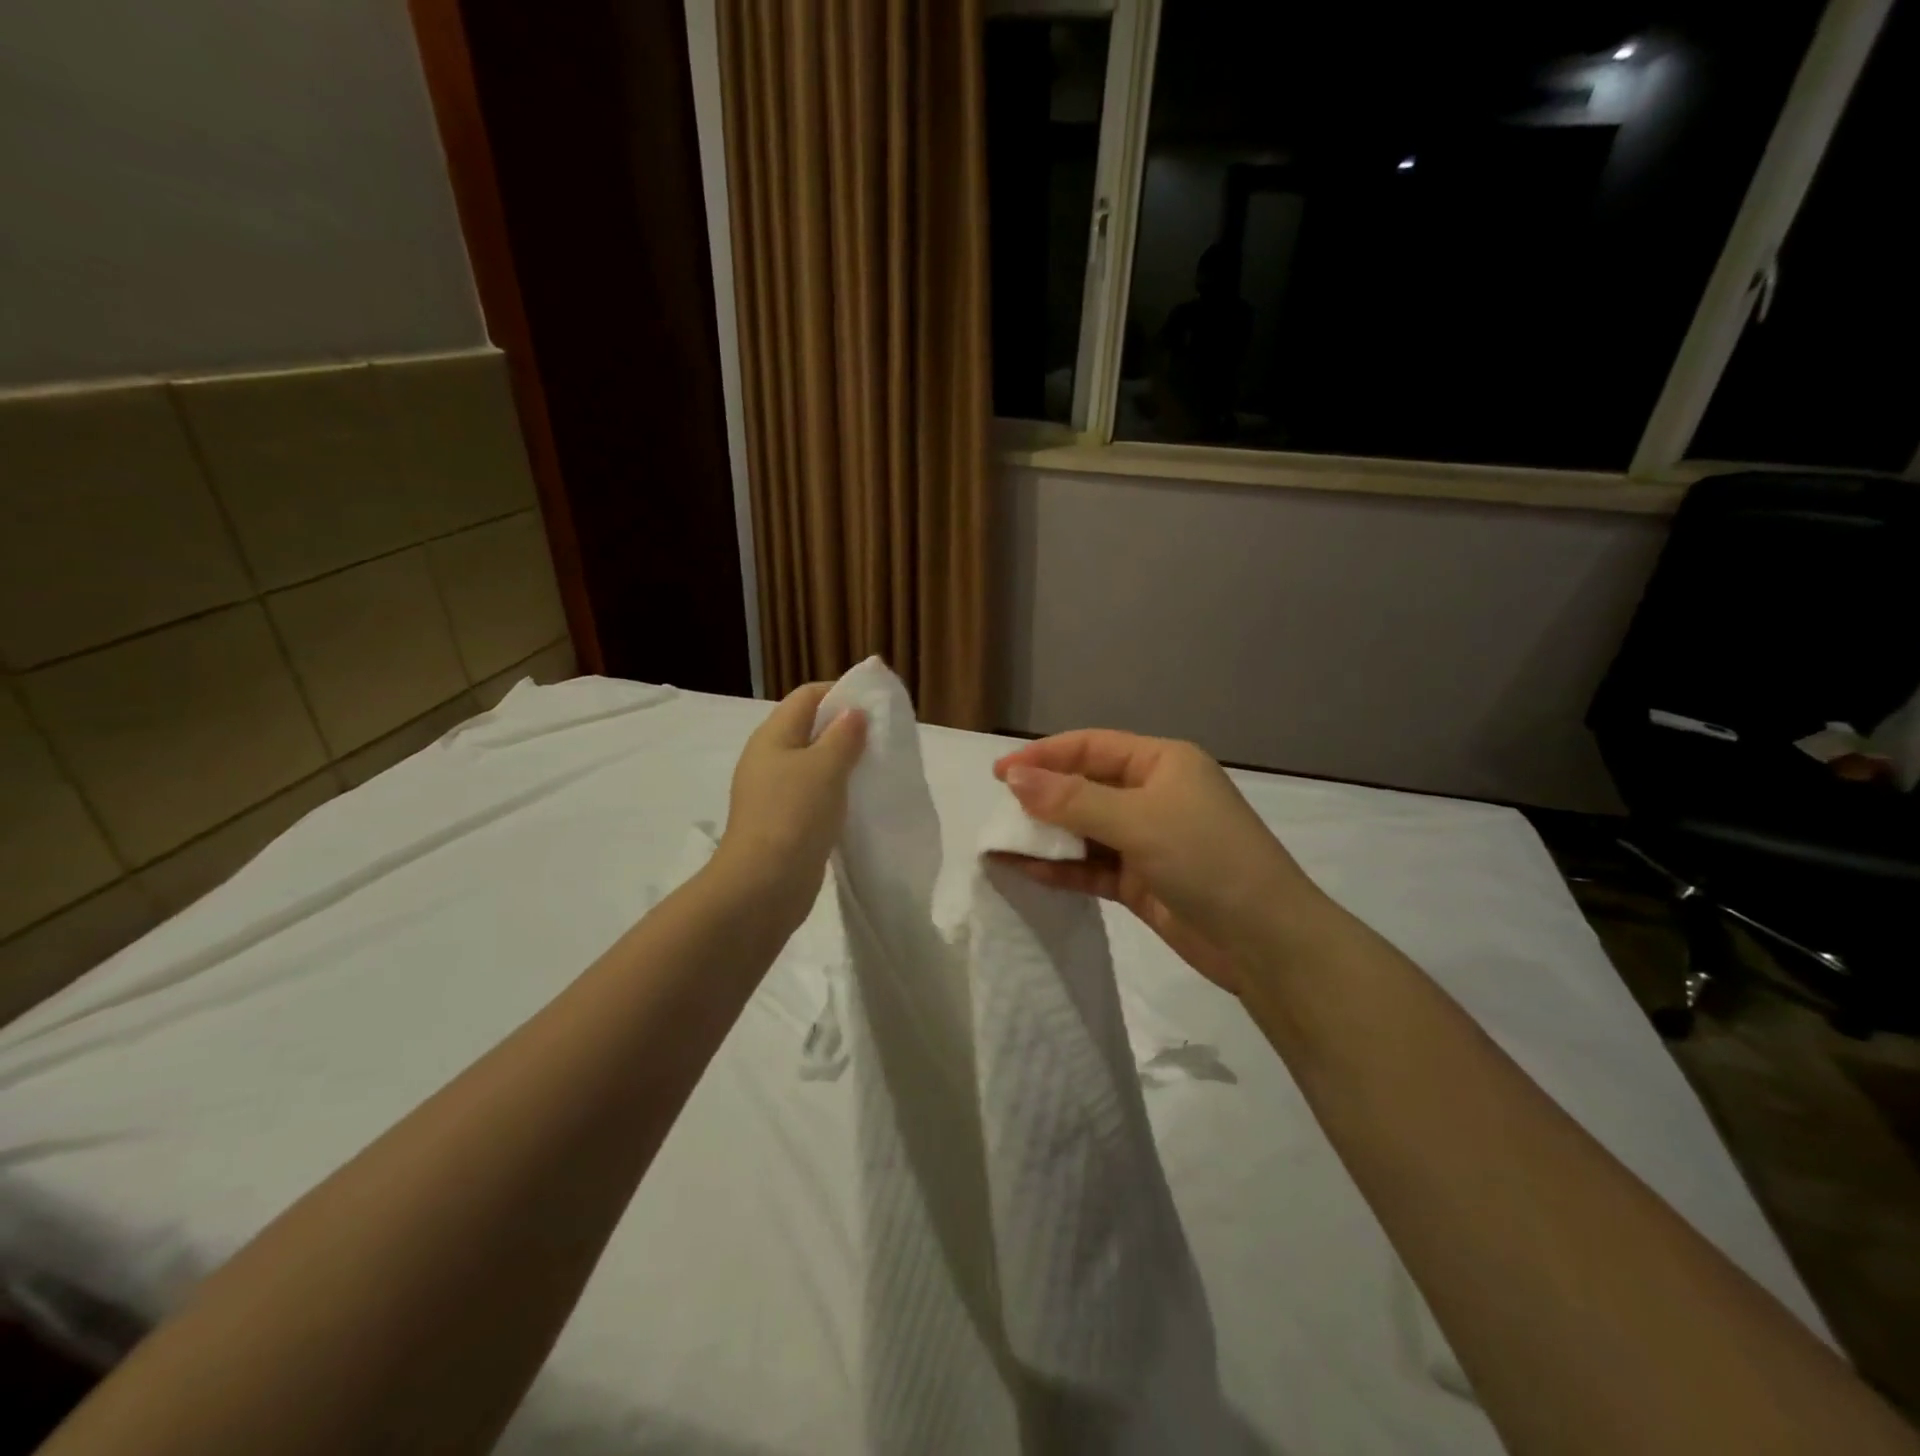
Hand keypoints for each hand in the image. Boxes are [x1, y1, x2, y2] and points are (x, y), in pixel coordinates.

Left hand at [714, 683, 866, 932]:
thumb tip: (854, 712)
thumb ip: (843, 735)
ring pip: (814, 763)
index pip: (807, 696)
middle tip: (882, 736)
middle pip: (810, 728)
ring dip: (843, 762)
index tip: (874, 703)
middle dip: (845, 728)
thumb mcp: (825, 767)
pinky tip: (858, 800)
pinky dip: (836, 791)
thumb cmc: (794, 815)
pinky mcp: (784, 821)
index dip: (839, 691)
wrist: (764, 885)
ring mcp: (774, 792)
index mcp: (772, 736)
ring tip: (876, 766)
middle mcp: (769, 758)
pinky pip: (814, 794)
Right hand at [992, 730, 1316, 996]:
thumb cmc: (1205, 858)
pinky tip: (1024, 871)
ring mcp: (1147, 840)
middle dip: (1043, 797)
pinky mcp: (1141, 881)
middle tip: (998, 811)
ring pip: (1085, 829)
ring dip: (1047, 836)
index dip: (1044, 755)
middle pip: (1085, 786)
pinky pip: (1091, 866)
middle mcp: (1154, 794)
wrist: (1265, 942)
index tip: (999, 772)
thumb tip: (1015, 778)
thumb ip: (1072, 800)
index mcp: (1162, 762)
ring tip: (1000, 842)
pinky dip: (1061, 867)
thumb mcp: (1137, 820)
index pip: (1091, 747)